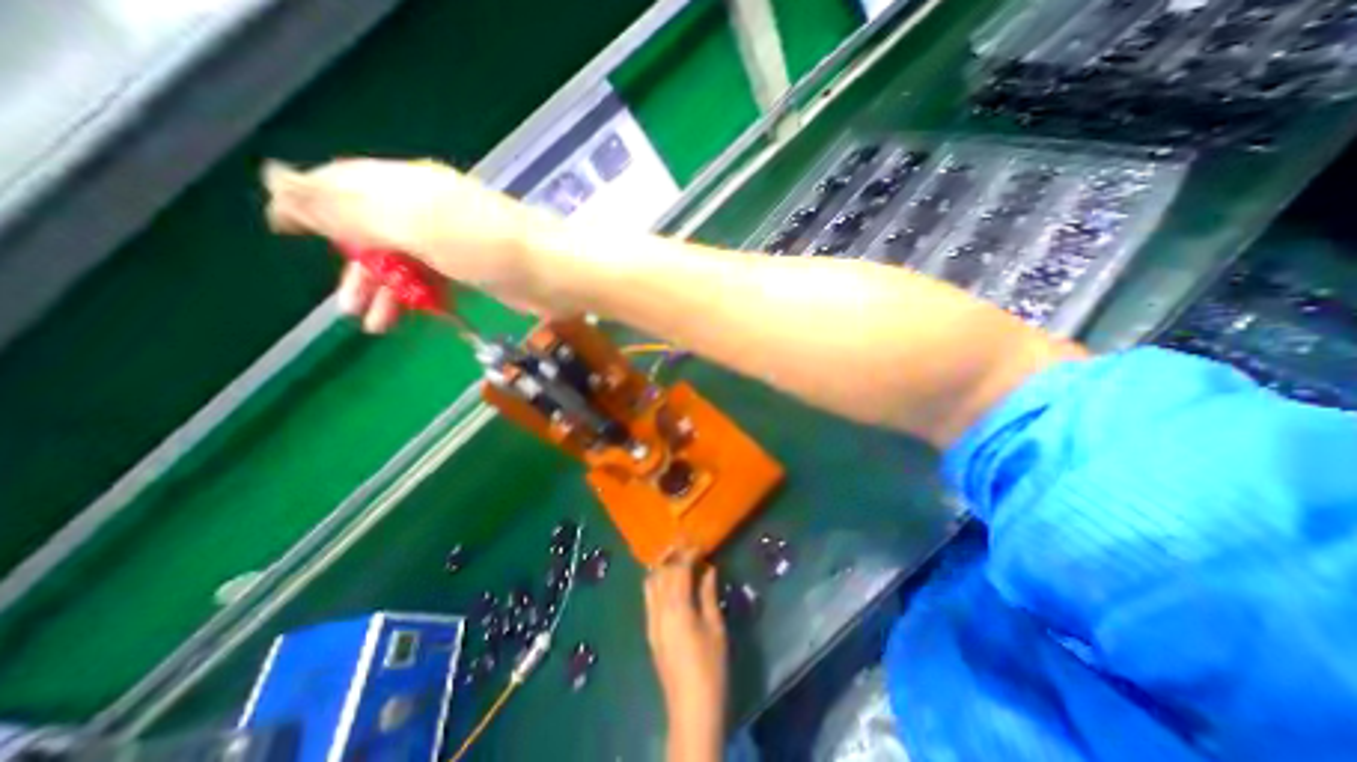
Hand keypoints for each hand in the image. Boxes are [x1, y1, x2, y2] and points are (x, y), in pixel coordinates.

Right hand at [263, 157, 567, 329]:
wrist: (553, 273)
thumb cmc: (486, 248)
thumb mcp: (412, 223)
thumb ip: (349, 206)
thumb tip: (279, 183)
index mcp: (409, 185)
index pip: (345, 183)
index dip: (311, 205)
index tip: (283, 233)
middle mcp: (429, 207)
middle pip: (373, 229)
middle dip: (355, 266)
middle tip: (347, 306)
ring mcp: (455, 240)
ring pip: (404, 260)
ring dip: (386, 290)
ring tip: (374, 325)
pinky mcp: (476, 268)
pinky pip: (434, 279)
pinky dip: (419, 297)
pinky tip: (413, 317)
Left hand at [644, 549, 731, 757]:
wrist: (691, 708)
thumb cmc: (710, 668)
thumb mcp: (715, 628)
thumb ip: (708, 595)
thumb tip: (708, 569)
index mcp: (677, 607)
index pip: (678, 569)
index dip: (688, 553)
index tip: (700, 544)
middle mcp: (658, 609)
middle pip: (660, 572)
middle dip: (672, 555)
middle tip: (687, 547)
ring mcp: (651, 621)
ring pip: (650, 583)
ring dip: (662, 567)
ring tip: (678, 560)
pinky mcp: (650, 631)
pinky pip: (649, 597)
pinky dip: (658, 582)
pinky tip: (670, 583)